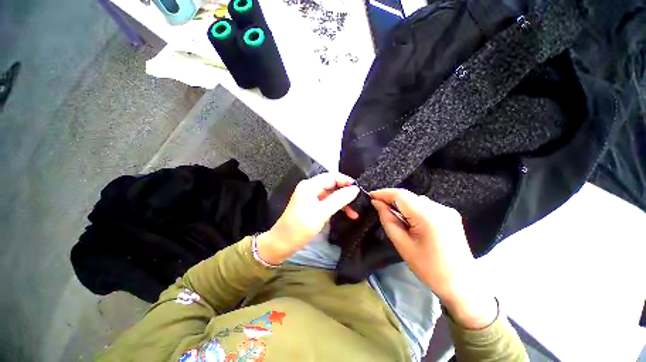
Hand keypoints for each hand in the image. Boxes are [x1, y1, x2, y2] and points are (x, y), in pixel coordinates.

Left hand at [256, 173, 358, 264]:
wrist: (282, 243)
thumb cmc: (300, 227)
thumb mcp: (321, 213)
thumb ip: (339, 199)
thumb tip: (355, 189)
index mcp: (310, 185)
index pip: (332, 176)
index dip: (346, 181)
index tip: (359, 189)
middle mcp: (310, 188)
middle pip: (332, 185)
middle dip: (345, 193)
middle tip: (358, 203)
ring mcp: (311, 197)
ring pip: (331, 195)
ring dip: (343, 202)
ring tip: (355, 213)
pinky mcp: (312, 206)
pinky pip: (328, 202)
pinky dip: (337, 207)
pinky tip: (345, 214)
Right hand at [371, 188, 496, 328]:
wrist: (461, 284)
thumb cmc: (429, 268)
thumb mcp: (402, 244)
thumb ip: (388, 219)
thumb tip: (377, 203)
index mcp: (428, 216)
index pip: (401, 195)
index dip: (383, 193)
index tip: (370, 195)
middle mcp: (440, 208)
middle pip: (409, 196)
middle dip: (391, 199)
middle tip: (378, 206)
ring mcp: (447, 210)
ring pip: (416, 200)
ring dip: (402, 205)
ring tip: (394, 215)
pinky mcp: (450, 214)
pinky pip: (425, 205)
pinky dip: (413, 209)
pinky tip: (410, 220)